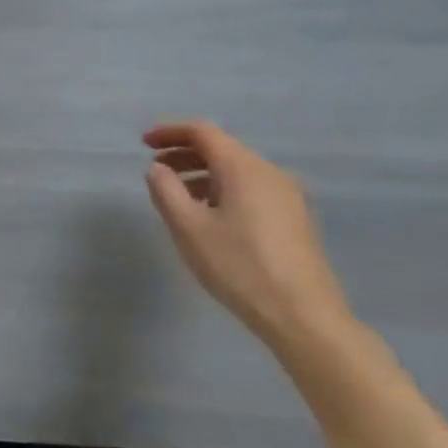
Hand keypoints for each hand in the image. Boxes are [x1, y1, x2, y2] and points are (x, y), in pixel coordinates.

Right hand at [143, 120, 351, 346]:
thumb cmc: (240, 267)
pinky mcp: (294, 218)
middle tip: (155, 168)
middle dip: (184, 153)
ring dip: (202, 173)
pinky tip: (210, 215)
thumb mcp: (189, 229)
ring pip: (236, 170)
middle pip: (221, 148)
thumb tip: (158, 169)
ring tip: (177, 194)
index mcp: (243, 167)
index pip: (202, 132)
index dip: (170, 131)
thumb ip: (166, 191)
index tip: (143, 143)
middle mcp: (268, 172)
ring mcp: (287, 195)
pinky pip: (250, 188)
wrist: (304, 315)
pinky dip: (222, 189)